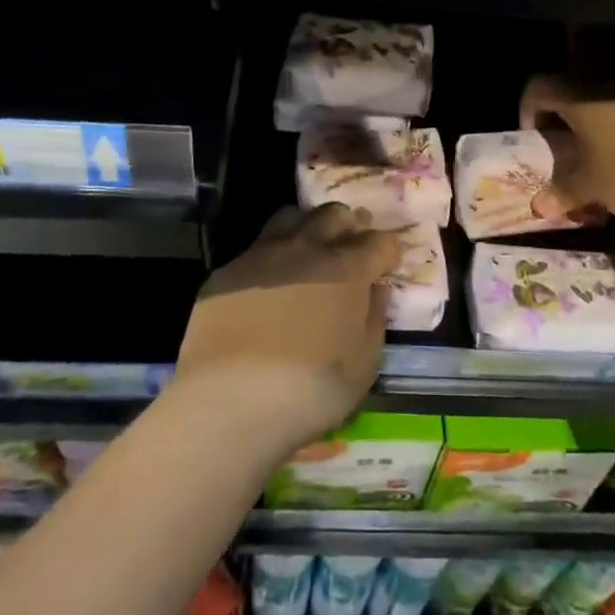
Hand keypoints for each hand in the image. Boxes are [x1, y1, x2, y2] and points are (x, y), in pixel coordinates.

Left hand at [173, 205, 400, 455]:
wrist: (230, 400)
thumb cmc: (311, 389)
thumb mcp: (363, 365)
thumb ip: (374, 319)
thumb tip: (376, 290)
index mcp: (347, 269)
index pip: (379, 242)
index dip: (387, 252)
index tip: (385, 267)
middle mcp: (306, 248)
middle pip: (334, 214)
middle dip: (348, 226)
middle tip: (349, 247)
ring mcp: (263, 254)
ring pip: (292, 217)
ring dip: (308, 227)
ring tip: (308, 250)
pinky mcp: (227, 270)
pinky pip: (256, 248)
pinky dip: (270, 257)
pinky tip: (267, 283)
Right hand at [522, 75, 614, 221]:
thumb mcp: (595, 189)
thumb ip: (565, 193)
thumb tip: (537, 207)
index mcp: (582, 99)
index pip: (540, 87)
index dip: (529, 108)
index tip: (534, 136)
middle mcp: (612, 85)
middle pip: (577, 92)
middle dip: (568, 118)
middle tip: (569, 148)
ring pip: (614, 100)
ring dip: (604, 123)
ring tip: (608, 156)